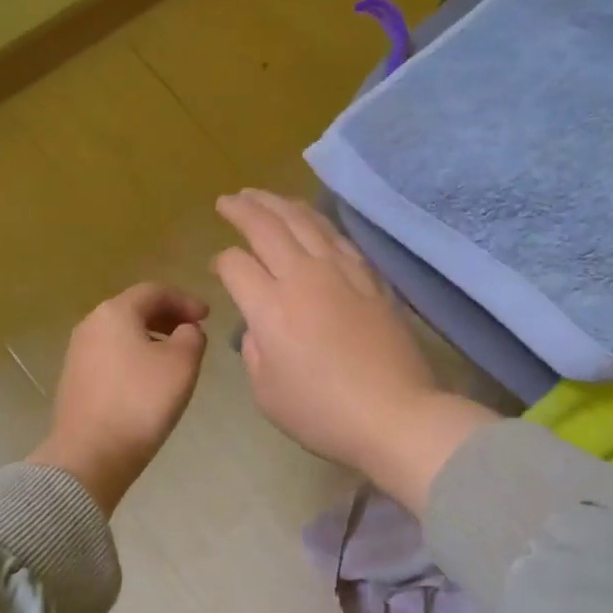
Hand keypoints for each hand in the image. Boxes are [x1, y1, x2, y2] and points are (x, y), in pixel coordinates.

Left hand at [28, 283, 208, 514]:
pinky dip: (134, 356)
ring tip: (175, 357)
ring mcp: (78, 353)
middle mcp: (91, 324)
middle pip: (135, 309)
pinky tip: (149, 379)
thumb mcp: (182, 363)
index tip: (208, 316)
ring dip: (151, 337)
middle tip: (193, 332)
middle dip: (168, 317)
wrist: (90, 455)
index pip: (155, 291)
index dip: (185, 300)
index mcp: (115, 312)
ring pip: (122, 333)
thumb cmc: (141, 401)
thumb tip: (186, 331)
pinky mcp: (75, 379)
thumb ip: (192, 336)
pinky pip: (111, 355)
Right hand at [213, 191, 495, 510]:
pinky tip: (309, 219)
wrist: (395, 415)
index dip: (221, 262)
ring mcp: (341, 272)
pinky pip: (338, 237)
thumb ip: (253, 349)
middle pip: (267, 227)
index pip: (235, 264)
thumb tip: (259, 323)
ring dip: (278, 203)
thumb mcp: (266, 392)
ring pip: (305, 221)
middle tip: (228, 200)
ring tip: (262, 196)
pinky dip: (316, 220)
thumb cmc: (322, 413)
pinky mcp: (370, 277)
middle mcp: (303, 277)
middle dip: (242, 209)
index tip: (218, 268)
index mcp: (270, 308)